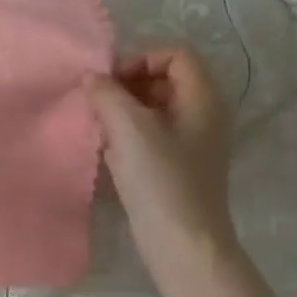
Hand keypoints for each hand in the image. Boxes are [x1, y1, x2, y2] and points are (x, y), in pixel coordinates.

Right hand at [85, 43, 236, 281]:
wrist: (182, 242)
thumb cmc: (160, 179)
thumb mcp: (129, 128)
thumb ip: (107, 94)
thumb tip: (92, 78)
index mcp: (203, 97)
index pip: (176, 54)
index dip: (141, 58)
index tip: (110, 81)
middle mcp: (204, 114)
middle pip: (165, 79)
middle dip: (128, 84)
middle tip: (98, 103)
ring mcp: (193, 142)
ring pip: (156, 109)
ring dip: (124, 111)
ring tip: (99, 126)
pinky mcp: (179, 166)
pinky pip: (153, 135)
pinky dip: (129, 135)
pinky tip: (108, 151)